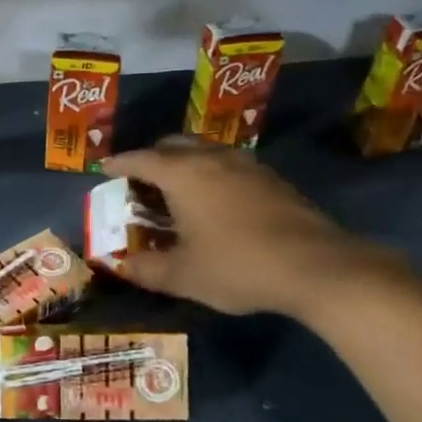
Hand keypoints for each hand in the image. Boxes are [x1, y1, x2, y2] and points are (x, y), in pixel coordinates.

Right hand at [102, 138, 396, 319]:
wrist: (316, 267)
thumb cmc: (237, 266)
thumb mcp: (182, 276)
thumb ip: (146, 269)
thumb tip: (121, 265)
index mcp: (183, 174)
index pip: (141, 159)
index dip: (119, 164)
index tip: (105, 169)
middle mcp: (213, 159)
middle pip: (173, 145)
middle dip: (152, 159)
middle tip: (140, 184)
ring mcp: (247, 166)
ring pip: (204, 153)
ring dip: (184, 166)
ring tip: (176, 194)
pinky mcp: (272, 179)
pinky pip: (228, 166)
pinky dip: (211, 176)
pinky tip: (215, 204)